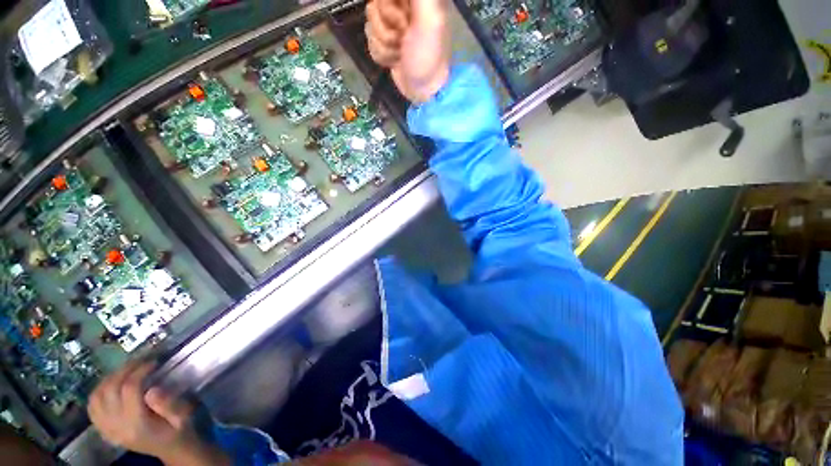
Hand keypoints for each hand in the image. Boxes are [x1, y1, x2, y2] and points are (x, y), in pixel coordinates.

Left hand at [88, 360, 228, 465]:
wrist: (177, 451)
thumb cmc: (185, 430)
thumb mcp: (185, 417)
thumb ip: (170, 405)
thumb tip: (152, 389)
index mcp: (138, 424)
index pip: (129, 389)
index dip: (139, 370)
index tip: (154, 360)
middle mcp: (118, 427)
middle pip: (109, 390)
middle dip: (124, 370)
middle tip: (140, 359)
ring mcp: (109, 430)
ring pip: (97, 397)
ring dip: (110, 379)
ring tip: (127, 369)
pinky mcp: (107, 431)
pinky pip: (93, 408)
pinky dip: (98, 392)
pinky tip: (111, 385)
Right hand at [366, 0, 450, 102]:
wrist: (424, 91)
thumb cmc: (429, 56)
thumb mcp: (430, 17)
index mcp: (414, 0)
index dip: (389, 6)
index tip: (402, 21)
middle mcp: (402, 7)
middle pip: (374, 5)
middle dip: (387, 26)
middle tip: (404, 37)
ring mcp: (392, 27)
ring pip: (370, 24)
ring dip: (385, 44)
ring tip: (401, 52)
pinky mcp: (385, 44)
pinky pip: (370, 41)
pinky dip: (382, 55)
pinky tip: (395, 61)